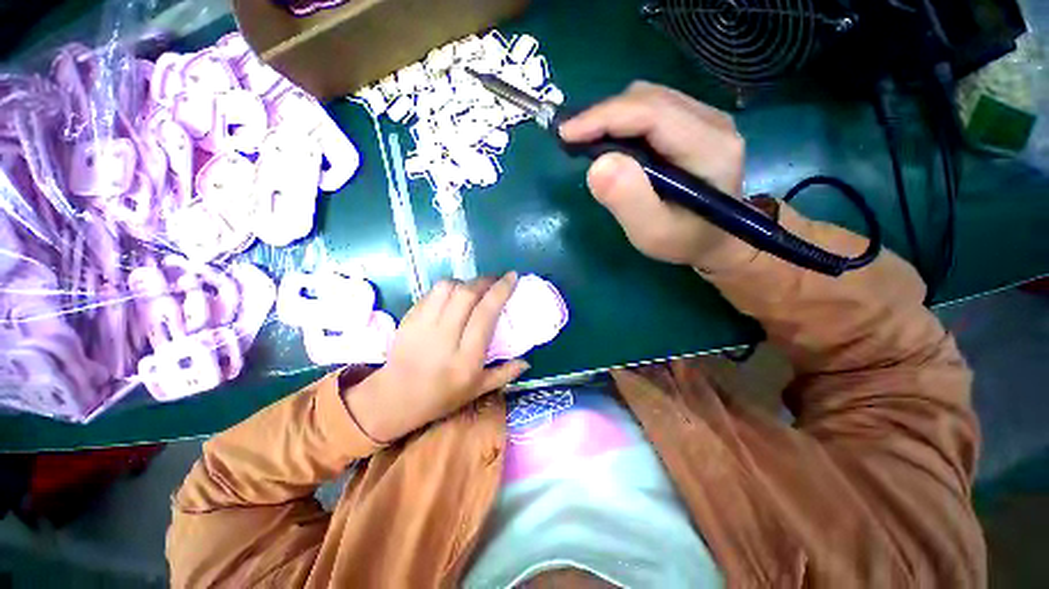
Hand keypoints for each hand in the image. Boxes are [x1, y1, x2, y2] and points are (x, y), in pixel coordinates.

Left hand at [346, 273, 528, 442]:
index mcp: (466, 357)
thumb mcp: (477, 390)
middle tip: (496, 279)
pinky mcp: (409, 318)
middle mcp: (445, 337)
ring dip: (465, 282)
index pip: (485, 313)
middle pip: (466, 294)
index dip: (500, 290)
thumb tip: (527, 361)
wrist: (395, 398)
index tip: (512, 277)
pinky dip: (447, 288)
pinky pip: (431, 293)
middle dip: (485, 280)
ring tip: (474, 288)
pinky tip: (454, 295)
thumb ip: (504, 374)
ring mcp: (423, 325)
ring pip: (447, 288)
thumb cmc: (441, 396)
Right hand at [559, 81, 756, 269]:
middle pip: (648, 99)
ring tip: (588, 143)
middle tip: (573, 142)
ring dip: (612, 118)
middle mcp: (713, 122)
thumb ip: (628, 200)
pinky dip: (623, 122)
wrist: (714, 239)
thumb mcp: (652, 232)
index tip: (566, 133)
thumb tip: (597, 165)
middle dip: (604, 116)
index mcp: (709, 148)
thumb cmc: (683, 241)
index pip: (651, 113)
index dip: (604, 117)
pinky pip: (652, 108)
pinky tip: (612, 144)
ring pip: (648, 99)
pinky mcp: (695, 122)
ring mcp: (706, 118)